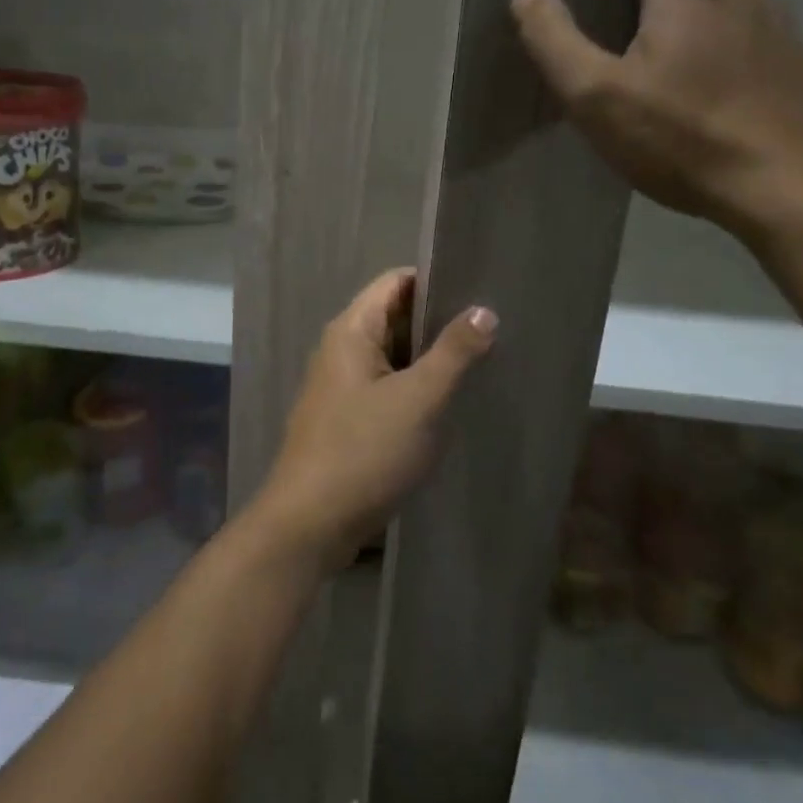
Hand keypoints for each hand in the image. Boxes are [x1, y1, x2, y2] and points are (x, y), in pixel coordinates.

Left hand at [252, 268, 495, 573]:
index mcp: (352, 331)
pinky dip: (416, 387)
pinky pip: (388, 387)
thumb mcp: (418, 399)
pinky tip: (450, 400)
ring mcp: (343, 386)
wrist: (310, 523)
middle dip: (439, 321)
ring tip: (482, 359)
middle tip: (492, 327)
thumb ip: (453, 353)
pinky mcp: (349, 418)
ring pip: (394, 356)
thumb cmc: (363, 451)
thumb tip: (483, 310)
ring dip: (431, 358)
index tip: (479, 288)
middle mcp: (342, 350)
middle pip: (395, 317)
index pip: (395, 282)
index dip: (435, 279)